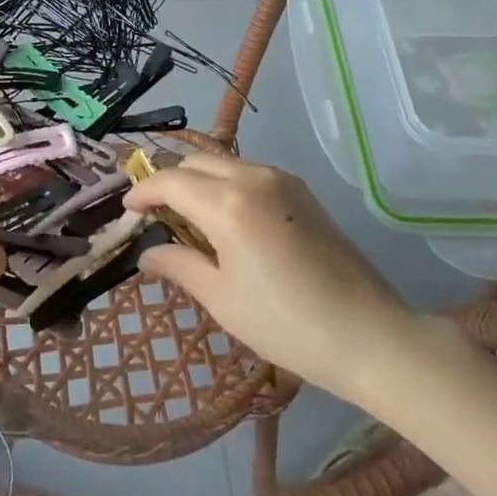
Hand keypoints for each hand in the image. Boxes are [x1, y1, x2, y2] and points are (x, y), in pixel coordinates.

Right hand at [124, 155, 410, 398]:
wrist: (369, 333)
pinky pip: (248, 173)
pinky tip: (224, 219)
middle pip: (195, 162)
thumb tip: (146, 255)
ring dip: (197, 180)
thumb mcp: (222, 299)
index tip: (127, 210)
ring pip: (223, 163)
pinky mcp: (301, 191)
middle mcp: (253, 177)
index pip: (171, 181)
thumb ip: (179, 265)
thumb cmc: (286, 324)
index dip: (143, 192)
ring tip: (186, 218)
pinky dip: (225, 185)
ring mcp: (282, 180)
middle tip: (154, 214)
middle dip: (168, 181)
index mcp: (228, 204)